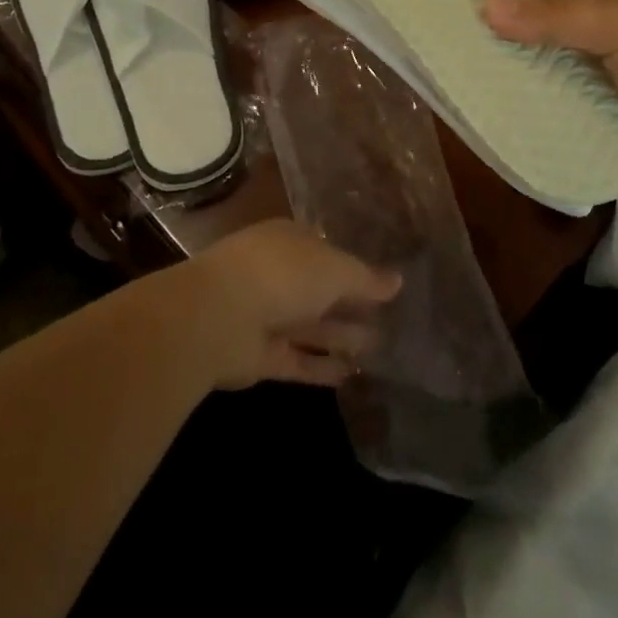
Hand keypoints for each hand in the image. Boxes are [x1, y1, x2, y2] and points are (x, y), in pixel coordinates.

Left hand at [169, 220, 401, 390]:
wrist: (220, 317)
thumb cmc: (283, 274)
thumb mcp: (334, 269)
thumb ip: (366, 278)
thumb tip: (398, 281)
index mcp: (290, 241)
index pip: (327, 251)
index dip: (354, 267)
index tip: (383, 285)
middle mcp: (277, 274)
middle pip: (320, 291)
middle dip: (351, 305)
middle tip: (390, 321)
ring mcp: (266, 315)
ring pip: (311, 326)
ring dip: (342, 337)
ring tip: (380, 349)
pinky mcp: (260, 356)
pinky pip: (298, 360)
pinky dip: (322, 368)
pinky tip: (353, 377)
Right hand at [483, 0, 617, 211]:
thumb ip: (556, 18)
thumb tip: (486, 5)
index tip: (473, 2)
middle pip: (562, 37)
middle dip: (520, 42)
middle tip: (461, 47)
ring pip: (567, 79)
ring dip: (532, 83)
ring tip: (471, 84)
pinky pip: (579, 118)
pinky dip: (551, 118)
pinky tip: (509, 119)